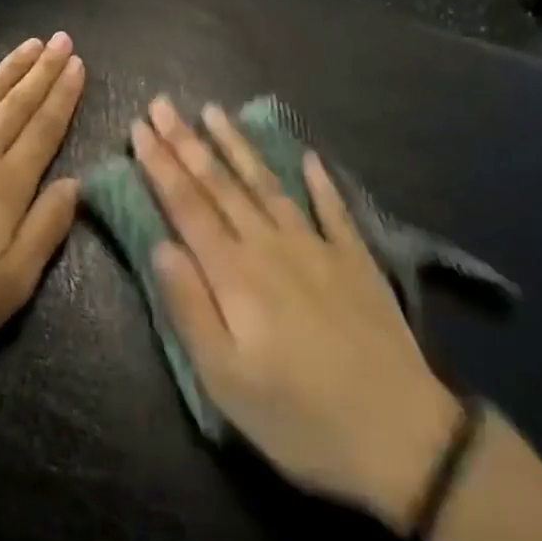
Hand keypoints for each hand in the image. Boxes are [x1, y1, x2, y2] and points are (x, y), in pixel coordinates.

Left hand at [0, 35, 85, 375]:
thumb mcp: (9, 287)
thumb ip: (45, 230)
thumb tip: (75, 183)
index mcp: (4, 188)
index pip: (43, 130)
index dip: (63, 96)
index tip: (77, 64)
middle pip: (14, 106)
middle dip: (41, 71)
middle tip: (61, 39)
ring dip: (5, 71)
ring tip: (28, 45)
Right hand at [134, 97, 461, 529]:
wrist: (402, 436)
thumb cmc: (299, 418)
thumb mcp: (225, 380)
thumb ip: (189, 307)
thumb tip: (159, 244)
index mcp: (235, 274)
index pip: (187, 205)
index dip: (160, 164)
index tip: (139, 128)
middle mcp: (271, 245)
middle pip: (221, 184)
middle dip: (186, 141)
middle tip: (162, 104)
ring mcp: (317, 247)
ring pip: (267, 183)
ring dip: (237, 145)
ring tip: (214, 111)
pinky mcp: (355, 259)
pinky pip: (332, 208)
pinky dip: (318, 179)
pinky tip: (307, 156)